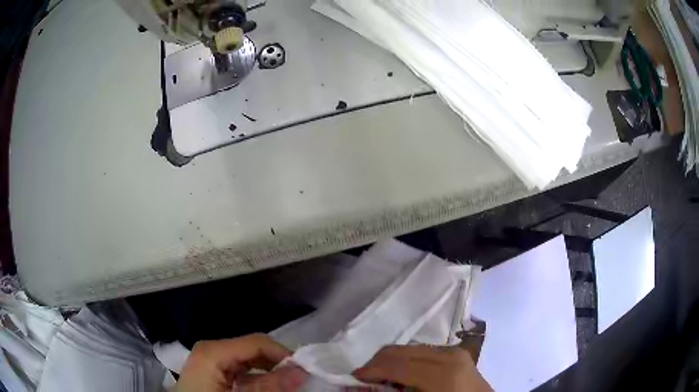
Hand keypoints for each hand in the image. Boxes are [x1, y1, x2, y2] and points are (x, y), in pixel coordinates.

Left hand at [175, 333, 307, 391]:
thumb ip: (268, 386)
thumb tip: (301, 371)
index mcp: (214, 350)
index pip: (258, 342)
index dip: (284, 355)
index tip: (304, 372)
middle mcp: (212, 349)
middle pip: (254, 349)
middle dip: (278, 364)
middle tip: (298, 381)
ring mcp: (211, 359)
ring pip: (249, 360)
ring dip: (270, 373)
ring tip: (285, 386)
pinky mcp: (213, 370)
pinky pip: (241, 369)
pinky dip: (257, 378)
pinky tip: (266, 388)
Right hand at [353, 345, 491, 391]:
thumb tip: (362, 387)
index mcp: (443, 373)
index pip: (398, 365)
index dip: (372, 370)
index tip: (353, 377)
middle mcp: (449, 355)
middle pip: (402, 351)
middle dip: (378, 362)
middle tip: (364, 377)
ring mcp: (455, 351)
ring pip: (411, 347)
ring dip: (391, 360)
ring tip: (382, 376)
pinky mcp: (456, 352)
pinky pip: (423, 350)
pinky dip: (406, 359)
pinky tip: (403, 373)